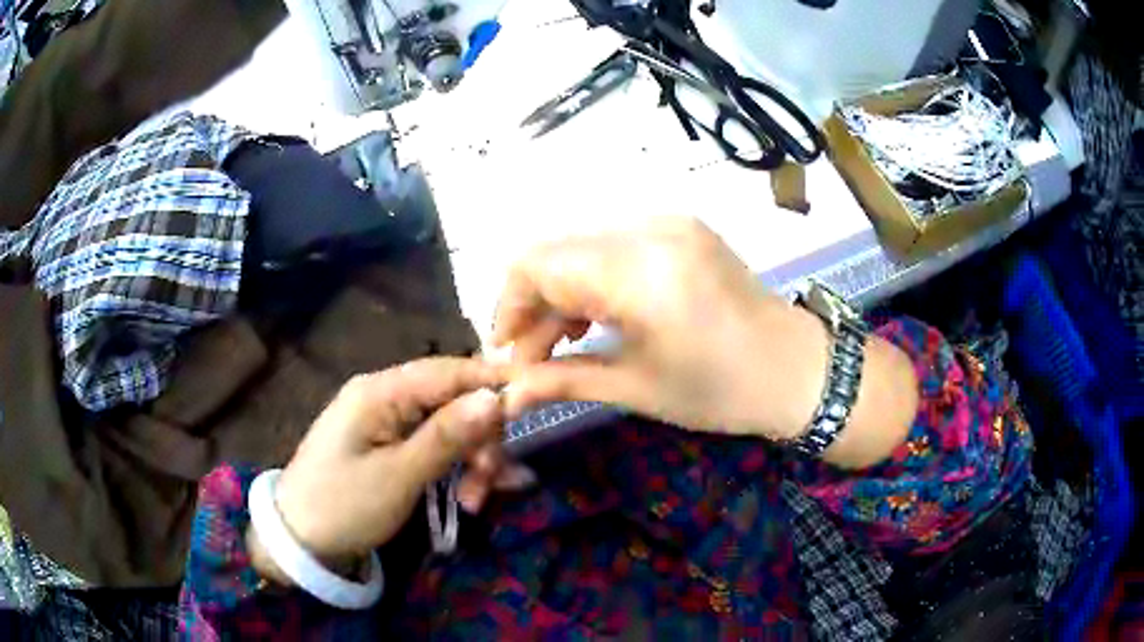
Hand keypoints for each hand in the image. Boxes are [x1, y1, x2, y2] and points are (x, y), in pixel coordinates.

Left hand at [265, 358, 508, 571]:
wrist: (300, 540)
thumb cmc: (343, 505)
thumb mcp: (399, 476)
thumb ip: (447, 435)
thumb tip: (494, 396)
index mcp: (380, 392)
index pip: (448, 370)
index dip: (492, 380)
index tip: (535, 398)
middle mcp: (385, 396)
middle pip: (452, 400)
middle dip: (480, 438)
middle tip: (493, 483)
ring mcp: (386, 422)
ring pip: (448, 426)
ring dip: (470, 459)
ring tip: (476, 502)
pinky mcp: (389, 445)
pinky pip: (433, 446)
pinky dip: (454, 468)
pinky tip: (470, 496)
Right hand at [493, 217, 830, 438]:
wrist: (797, 369)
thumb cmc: (722, 391)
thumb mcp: (637, 389)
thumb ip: (562, 380)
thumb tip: (506, 393)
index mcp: (639, 270)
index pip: (537, 265)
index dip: (510, 307)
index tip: (510, 354)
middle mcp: (648, 228)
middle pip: (554, 250)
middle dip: (532, 303)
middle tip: (533, 356)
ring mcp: (668, 221)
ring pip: (581, 245)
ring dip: (561, 291)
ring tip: (565, 340)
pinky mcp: (680, 227)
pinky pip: (613, 242)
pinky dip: (592, 277)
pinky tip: (598, 315)